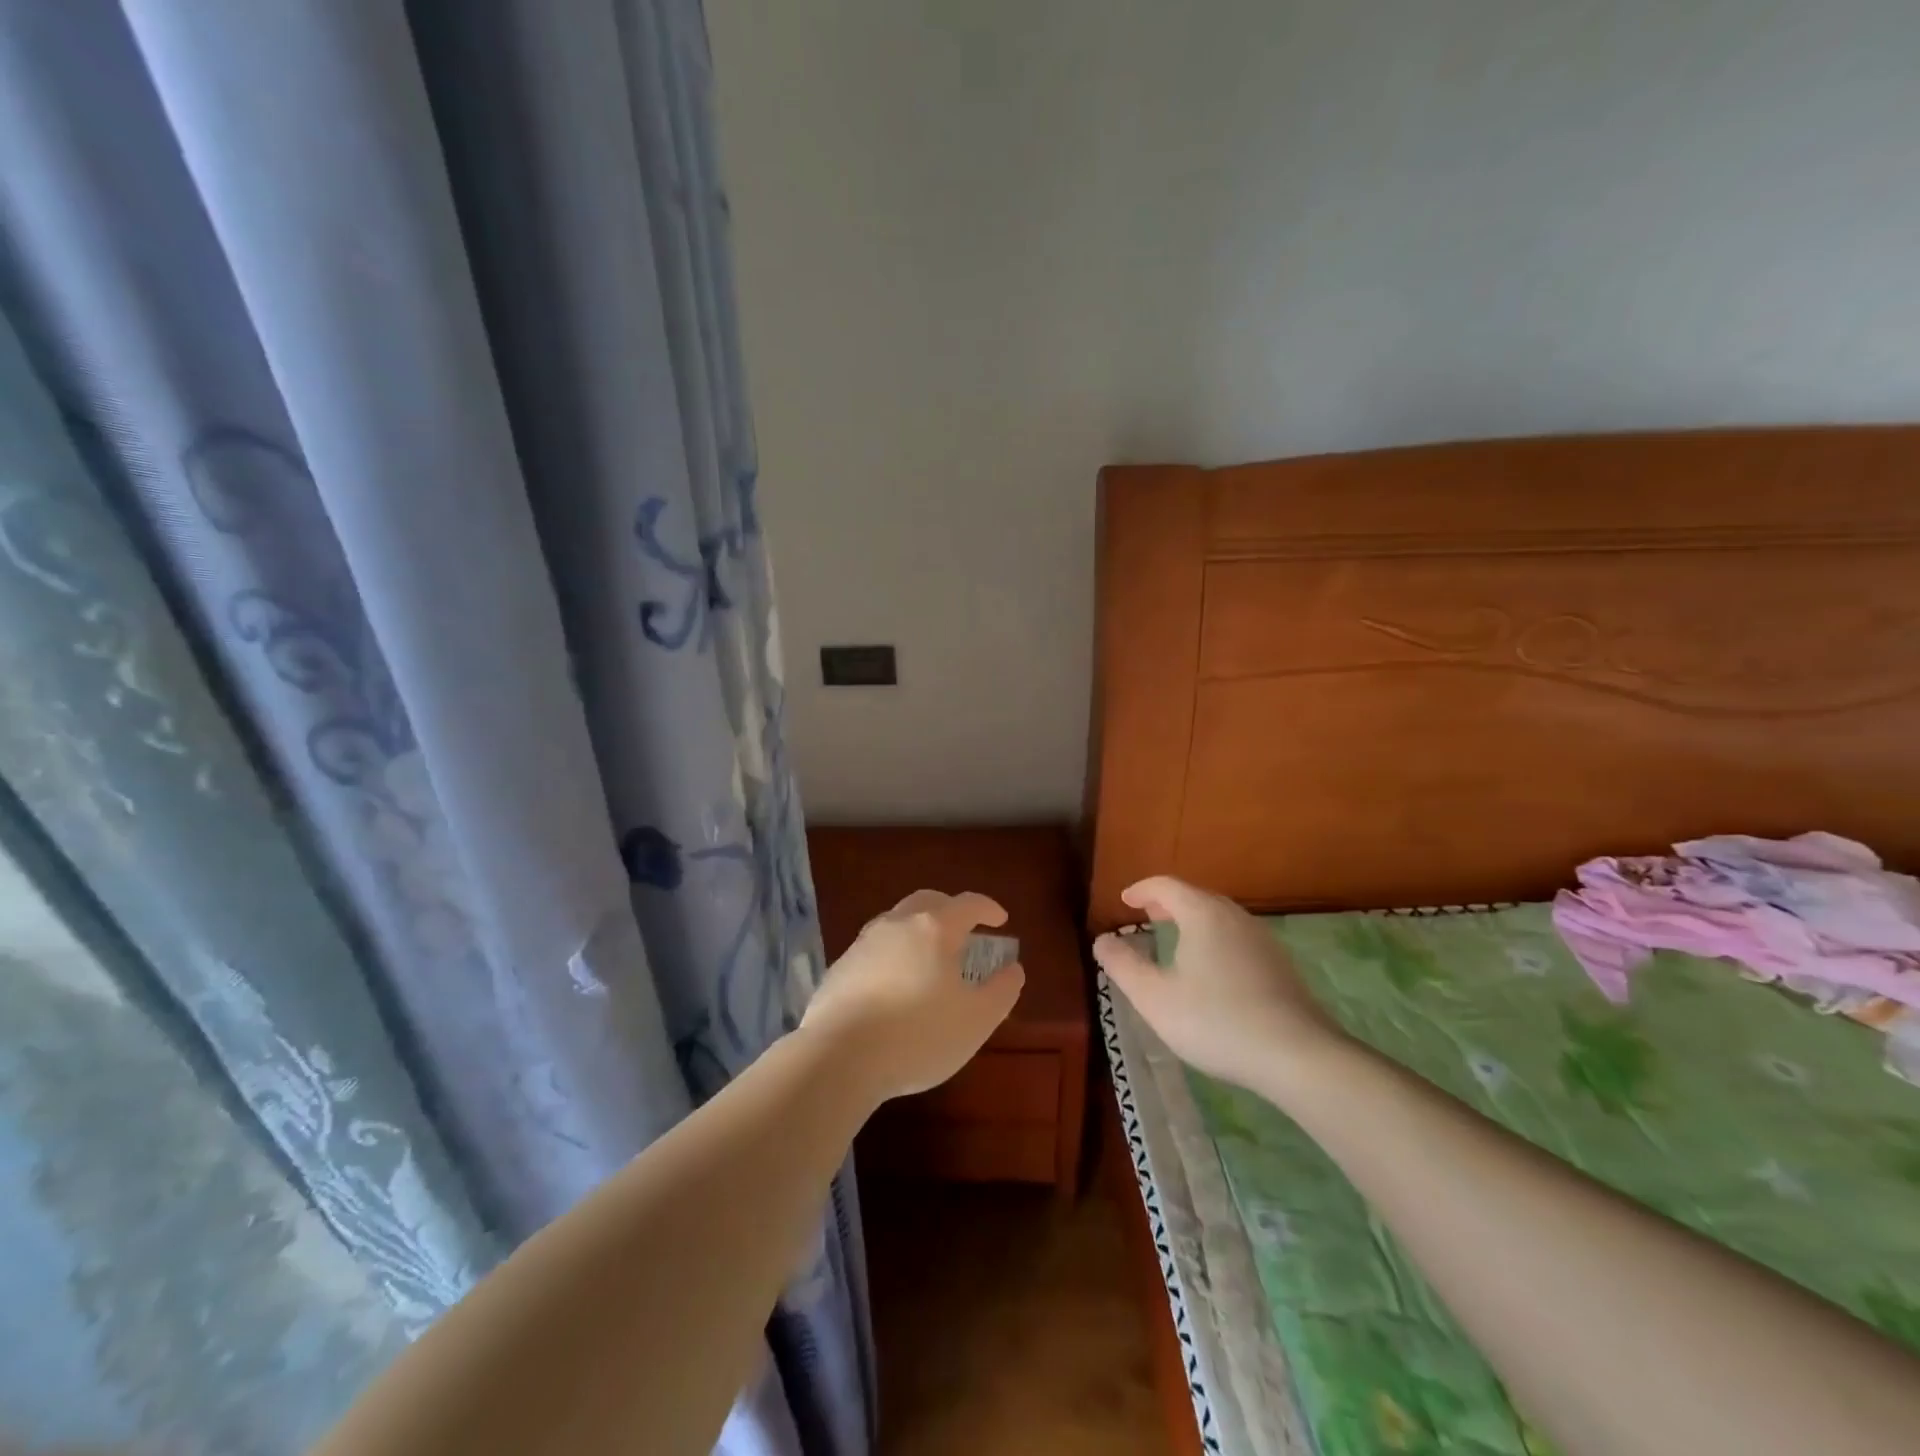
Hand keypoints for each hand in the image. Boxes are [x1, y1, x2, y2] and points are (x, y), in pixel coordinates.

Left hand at [802, 889, 1025, 1103]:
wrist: (838, 1057)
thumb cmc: (918, 1036)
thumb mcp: (976, 1020)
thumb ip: (1001, 991)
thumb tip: (1013, 969)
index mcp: (934, 928)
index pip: (967, 904)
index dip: (988, 908)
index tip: (1000, 920)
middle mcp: (897, 924)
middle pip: (927, 902)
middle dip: (950, 910)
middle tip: (965, 931)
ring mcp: (863, 943)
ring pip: (896, 922)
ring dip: (917, 930)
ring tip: (928, 958)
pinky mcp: (840, 967)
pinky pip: (874, 948)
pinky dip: (892, 954)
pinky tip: (894, 984)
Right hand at [1092, 876, 1343, 1090]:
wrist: (1298, 1055)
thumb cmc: (1216, 1020)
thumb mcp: (1154, 998)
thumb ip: (1123, 965)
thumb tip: (1103, 939)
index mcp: (1203, 915)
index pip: (1166, 886)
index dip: (1142, 889)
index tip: (1124, 900)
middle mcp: (1234, 917)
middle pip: (1196, 897)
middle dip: (1168, 903)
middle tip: (1147, 915)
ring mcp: (1262, 939)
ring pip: (1219, 917)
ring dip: (1192, 920)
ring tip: (1175, 938)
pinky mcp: (1279, 965)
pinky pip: (1236, 937)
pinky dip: (1214, 938)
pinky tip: (1211, 969)